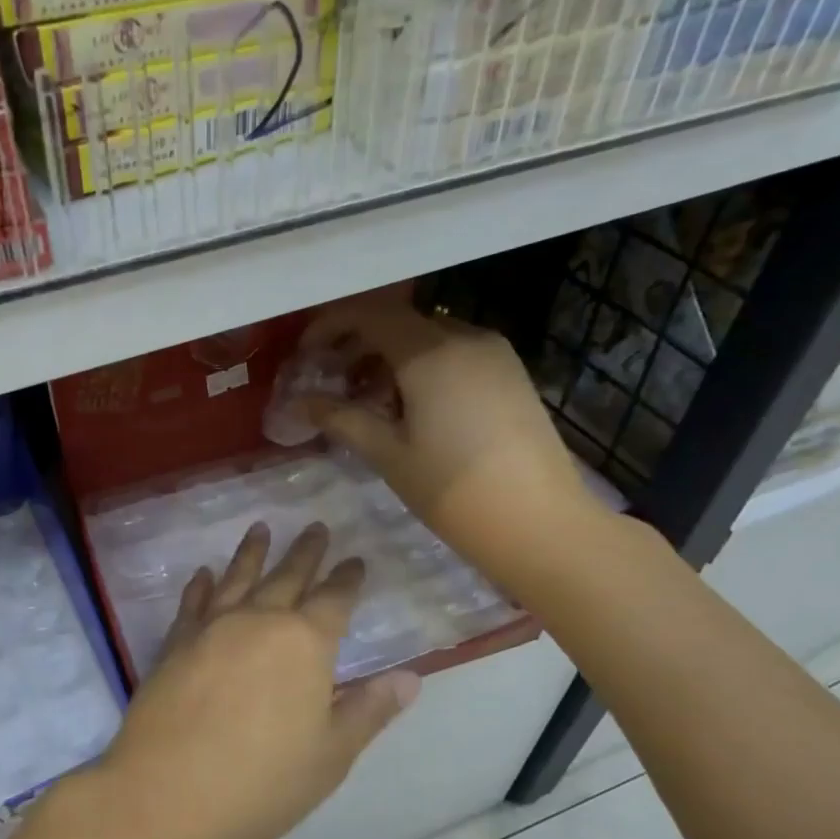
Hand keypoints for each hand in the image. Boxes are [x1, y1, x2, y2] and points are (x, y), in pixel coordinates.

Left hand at [91, 522, 419, 838]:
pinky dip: (201, 585)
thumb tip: (411, 677)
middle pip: (287, 577)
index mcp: (304, 644)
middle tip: (315, 526)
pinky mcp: (174, 643)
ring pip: (237, 578)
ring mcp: (211, 628)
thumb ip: (369, 710)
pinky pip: (192, 603)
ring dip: (251, 552)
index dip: (347, 579)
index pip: (334, 600)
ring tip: (260, 528)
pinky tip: (204, 574)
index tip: (356, 560)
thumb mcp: (331, 754)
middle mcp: (258, 622)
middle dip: (305, 552)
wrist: (169, 793)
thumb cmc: (263, 781)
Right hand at [300, 292, 598, 562]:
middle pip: (399, 322)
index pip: (370, 314)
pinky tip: (409, 407)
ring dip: (390, 357)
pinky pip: (455, 353)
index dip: (330, 326)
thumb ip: (340, 418)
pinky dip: (422, 367)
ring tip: (368, 399)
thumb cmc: (452, 490)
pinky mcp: (511, 374)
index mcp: (431, 352)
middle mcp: (465, 338)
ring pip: (428, 337)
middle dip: (358, 343)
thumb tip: (300, 401)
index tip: (306, 354)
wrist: (539, 523)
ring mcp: (495, 353)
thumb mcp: (387, 454)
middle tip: (330, 379)